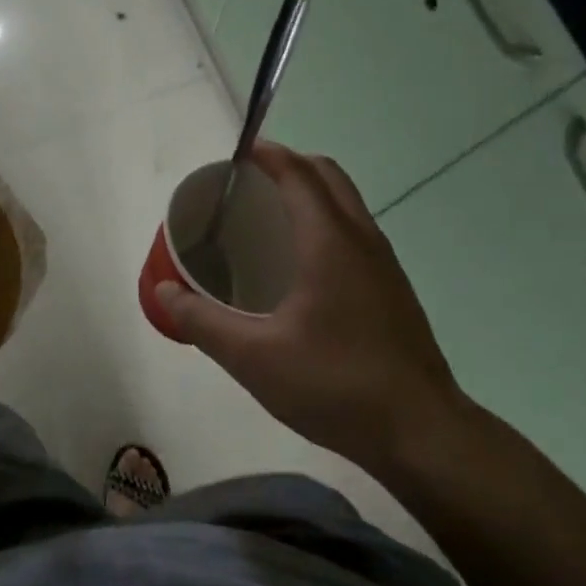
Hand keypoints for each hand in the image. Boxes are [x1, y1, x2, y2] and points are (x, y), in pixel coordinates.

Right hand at [155, 145, 471, 478]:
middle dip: (288, 166)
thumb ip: (203, 321)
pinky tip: (300, 267)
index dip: (266, 154)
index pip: (297, 173)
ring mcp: (384, 264)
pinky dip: (325, 222)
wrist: (421, 431)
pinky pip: (355, 232)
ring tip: (268, 218)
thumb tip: (164, 291)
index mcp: (329, 242)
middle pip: (327, 176)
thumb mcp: (253, 357)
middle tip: (247, 184)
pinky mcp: (393, 289)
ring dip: (310, 193)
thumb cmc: (334, 384)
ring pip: (347, 203)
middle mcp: (362, 240)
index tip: (234, 154)